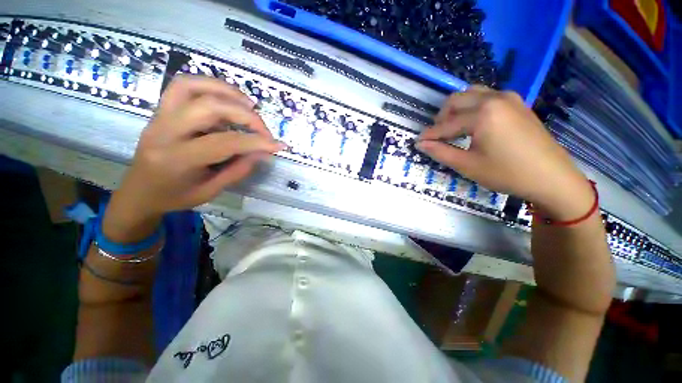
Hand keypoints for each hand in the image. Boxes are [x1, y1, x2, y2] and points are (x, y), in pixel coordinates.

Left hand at [104, 76, 284, 240]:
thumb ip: (238, 170)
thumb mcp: (211, 191)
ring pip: (191, 86)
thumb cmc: (175, 197)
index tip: (278, 145)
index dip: (255, 142)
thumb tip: (262, 152)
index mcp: (177, 160)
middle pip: (208, 108)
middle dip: (245, 115)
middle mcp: (164, 132)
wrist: (138, 192)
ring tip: (249, 104)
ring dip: (226, 91)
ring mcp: (158, 117)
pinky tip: (228, 98)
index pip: (224, 143)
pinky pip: (183, 86)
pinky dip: (210, 85)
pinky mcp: (160, 110)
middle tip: (264, 129)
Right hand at [417, 87, 592, 220]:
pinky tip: (473, 125)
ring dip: (456, 110)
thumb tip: (421, 144)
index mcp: (483, 113)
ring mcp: (509, 98)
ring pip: (471, 94)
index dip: (429, 135)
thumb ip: (440, 152)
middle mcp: (495, 98)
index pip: (446, 124)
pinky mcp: (517, 103)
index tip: (418, 142)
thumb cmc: (507, 173)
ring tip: (453, 129)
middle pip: (456, 100)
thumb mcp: (467, 165)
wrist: (552, 177)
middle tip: (436, 137)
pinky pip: (486, 97)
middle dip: (441, 118)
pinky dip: (472, 108)